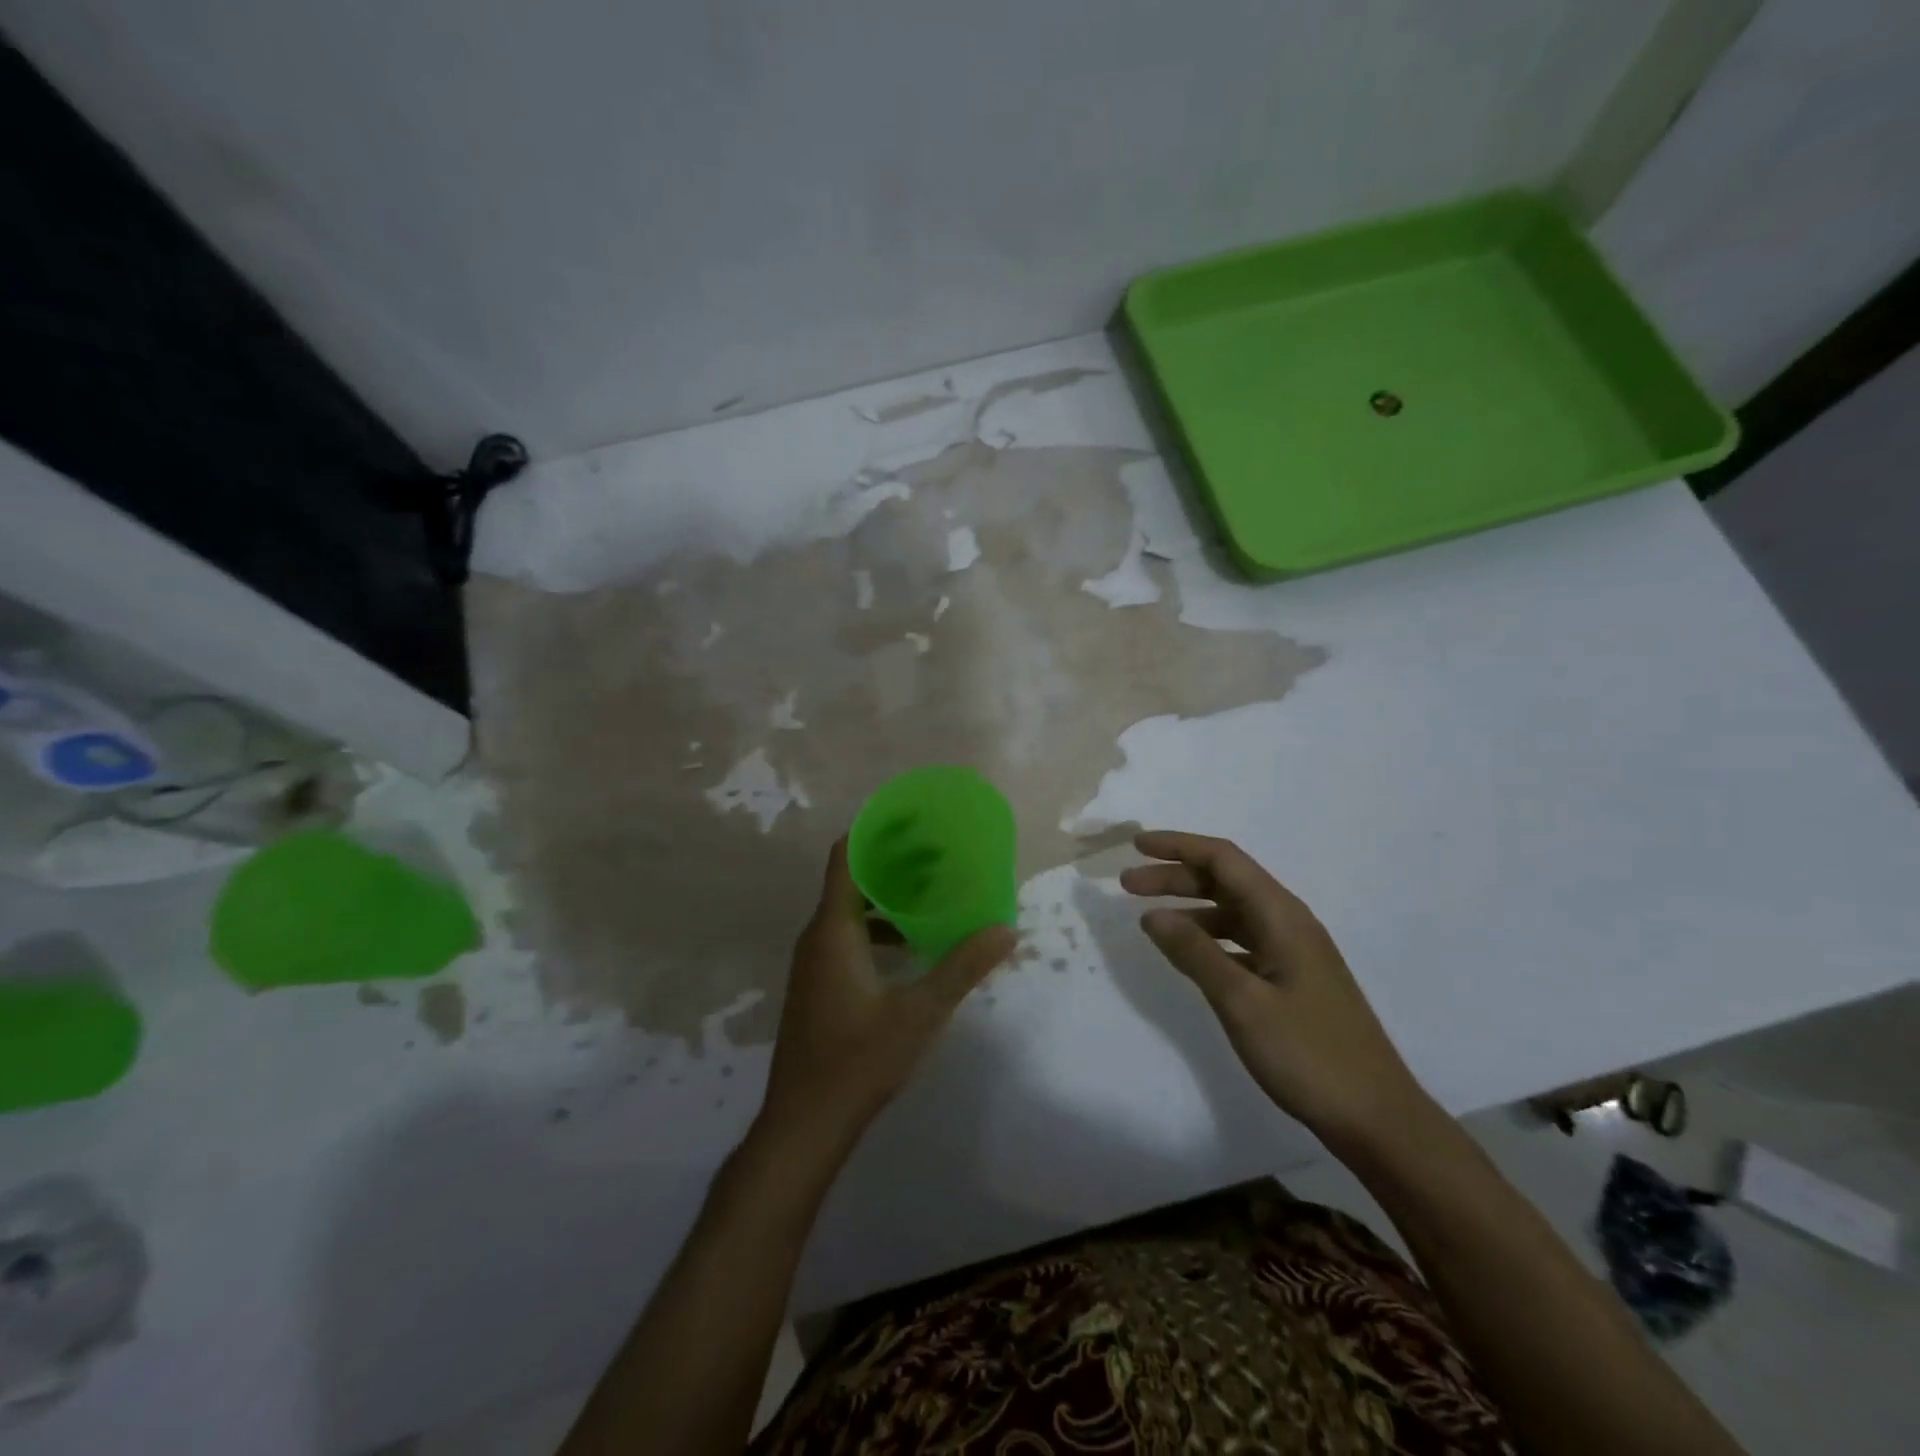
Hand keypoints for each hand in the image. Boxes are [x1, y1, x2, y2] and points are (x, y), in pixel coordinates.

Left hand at [758, 838, 1015, 1153]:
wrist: (805, 1123)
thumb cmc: (859, 1060)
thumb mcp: (920, 1012)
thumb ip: (963, 967)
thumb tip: (1006, 929)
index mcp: (833, 930)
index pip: (845, 857)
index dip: (873, 832)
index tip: (911, 820)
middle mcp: (817, 937)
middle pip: (851, 880)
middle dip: (892, 863)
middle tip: (937, 854)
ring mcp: (813, 963)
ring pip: (849, 912)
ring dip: (886, 898)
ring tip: (930, 894)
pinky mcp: (817, 985)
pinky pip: (847, 938)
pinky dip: (877, 928)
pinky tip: (911, 947)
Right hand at [1121, 830, 1430, 1150]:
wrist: (1376, 1117)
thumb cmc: (1308, 1054)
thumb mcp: (1242, 1002)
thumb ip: (1195, 954)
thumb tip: (1153, 915)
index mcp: (1282, 916)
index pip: (1223, 859)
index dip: (1178, 846)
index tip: (1135, 847)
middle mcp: (1289, 923)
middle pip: (1226, 881)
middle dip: (1176, 876)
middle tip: (1127, 886)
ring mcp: (1294, 952)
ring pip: (1233, 911)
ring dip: (1190, 907)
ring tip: (1149, 920)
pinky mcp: (1293, 979)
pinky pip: (1242, 941)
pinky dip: (1209, 938)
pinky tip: (1189, 955)